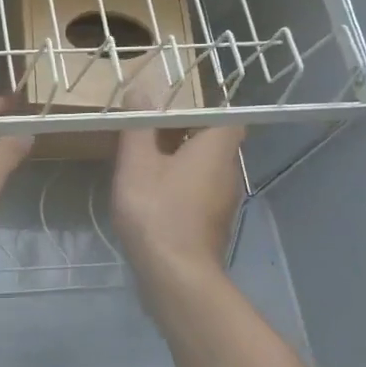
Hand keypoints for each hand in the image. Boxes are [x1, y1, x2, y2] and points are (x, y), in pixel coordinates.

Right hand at [112, 124, 245, 283]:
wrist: (175, 275)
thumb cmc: (156, 211)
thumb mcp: (137, 163)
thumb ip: (139, 126)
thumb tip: (141, 91)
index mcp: (217, 149)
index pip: (225, 118)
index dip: (199, 112)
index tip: (167, 115)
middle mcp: (229, 171)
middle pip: (212, 143)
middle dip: (181, 136)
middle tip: (145, 137)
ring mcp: (224, 202)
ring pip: (203, 170)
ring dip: (178, 164)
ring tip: (142, 166)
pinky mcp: (213, 225)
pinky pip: (198, 194)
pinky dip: (179, 189)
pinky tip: (151, 199)